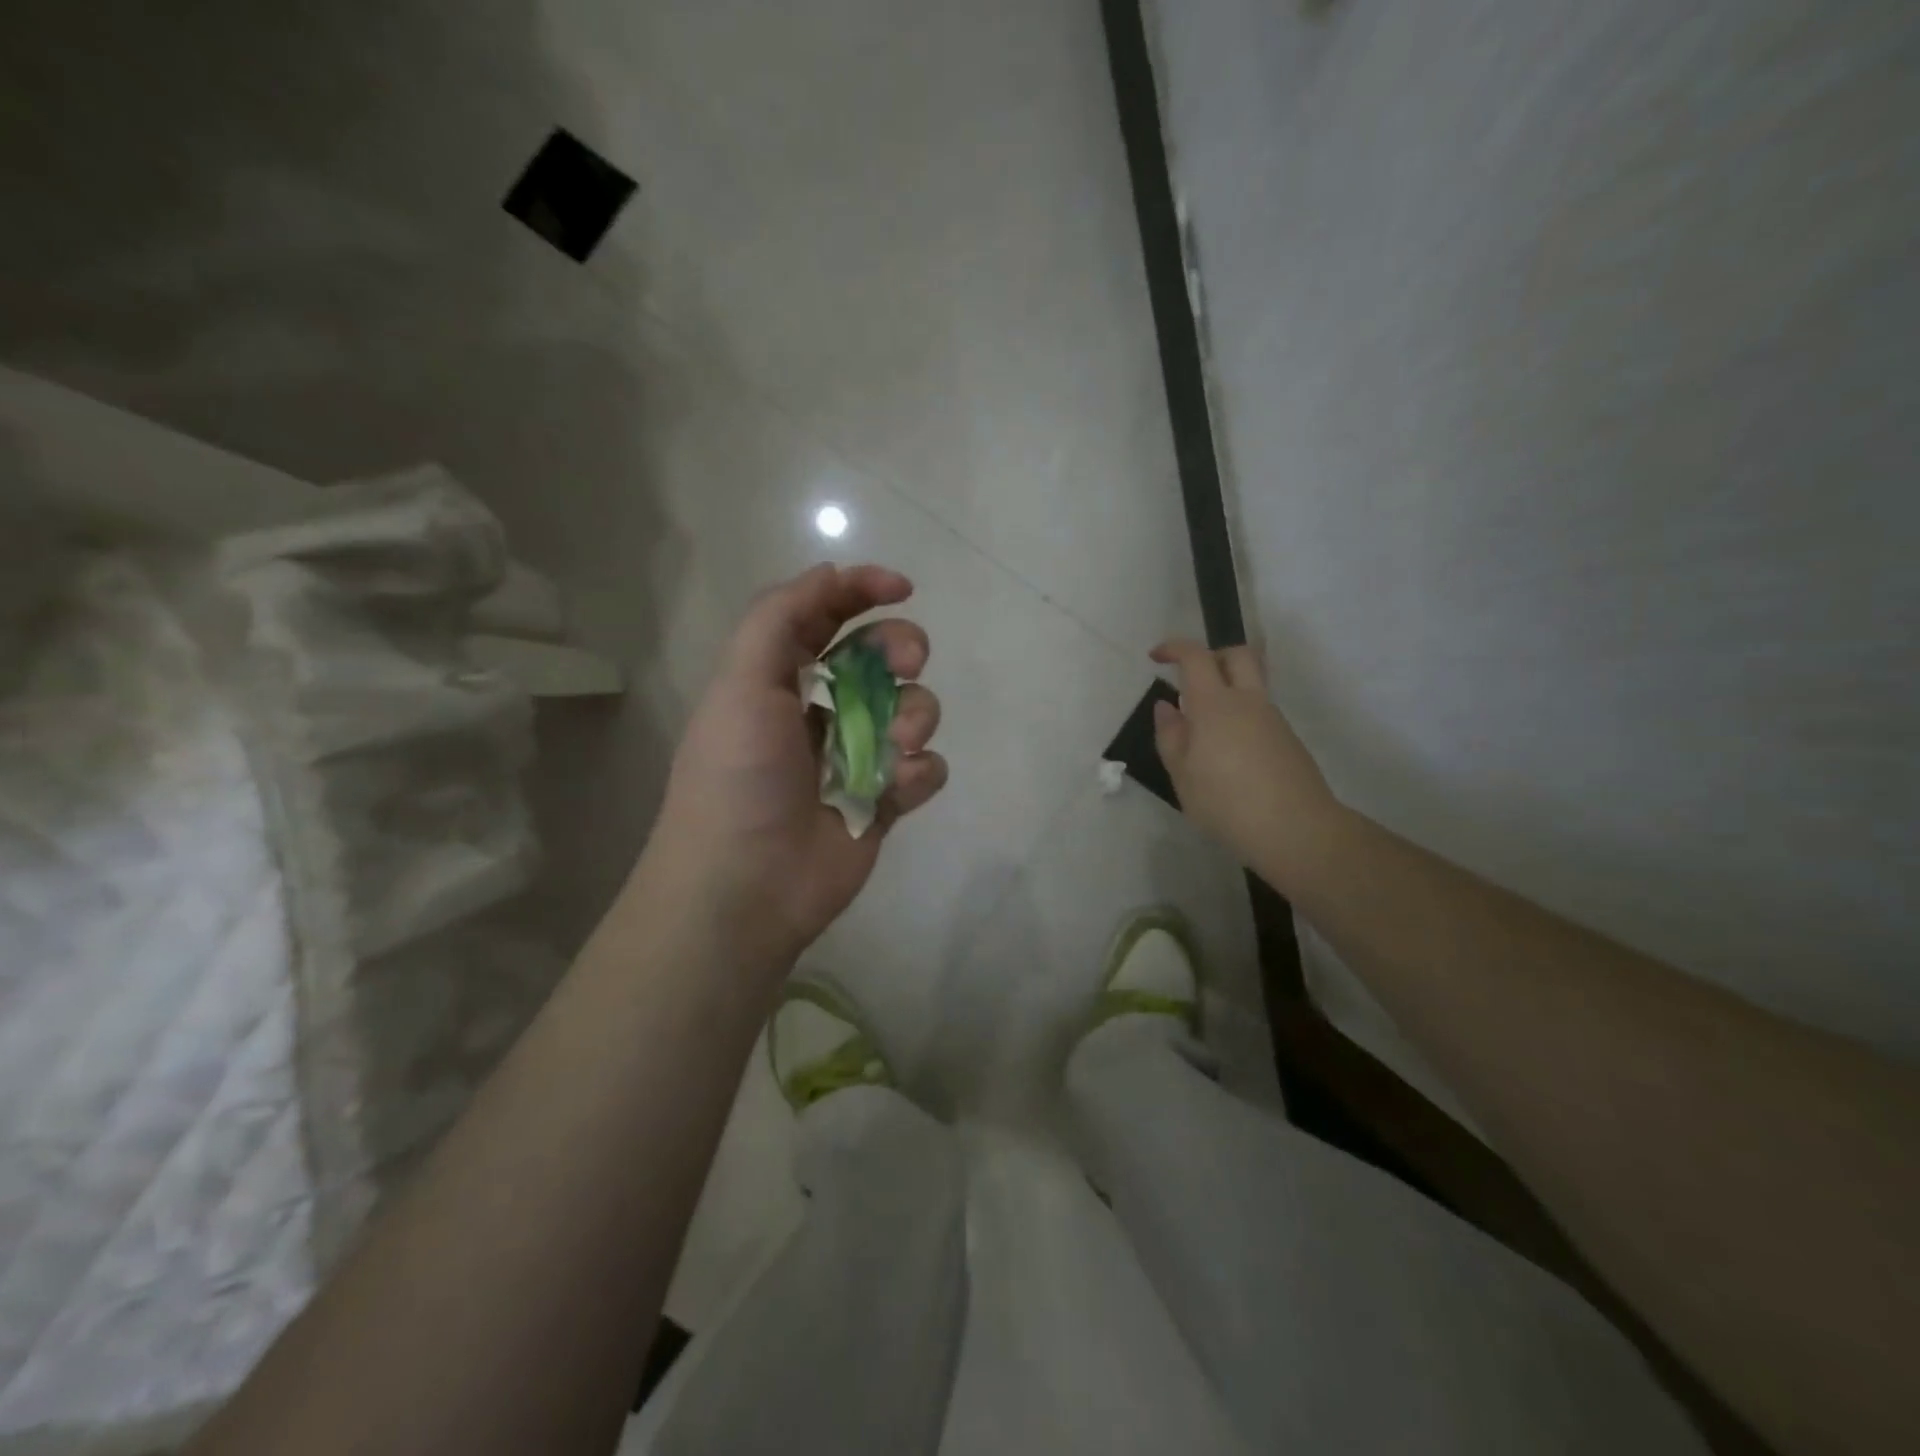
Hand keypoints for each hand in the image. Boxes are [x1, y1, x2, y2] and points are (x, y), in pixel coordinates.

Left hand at [639, 564, 947, 969]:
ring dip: (914, 717)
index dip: (862, 591)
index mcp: (780, 679)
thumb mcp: (742, 682)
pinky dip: (918, 773)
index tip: (902, 588)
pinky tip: (892, 792)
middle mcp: (822, 711)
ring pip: (914, 710)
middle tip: (907, 663)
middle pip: (881, 657)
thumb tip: (830, 574)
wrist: (746, 884)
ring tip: (893, 747)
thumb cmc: (738, 776)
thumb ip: (781, 617)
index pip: (826, 617)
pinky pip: (925, 768)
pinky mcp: (884, 802)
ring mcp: (858, 758)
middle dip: (902, 650)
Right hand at [1150, 638, 1342, 891]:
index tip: (1156, 657)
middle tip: (1191, 678)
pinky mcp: (1288, 739)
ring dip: (1227, 690)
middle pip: (1237, 655)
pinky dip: (1240, 717)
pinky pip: (1260, 712)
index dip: (1174, 648)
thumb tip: (1166, 706)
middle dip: (1212, 655)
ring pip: (1251, 685)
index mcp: (1215, 705)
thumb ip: (1171, 735)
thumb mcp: (1182, 774)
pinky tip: (1229, 755)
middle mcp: (1248, 701)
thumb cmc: (1226, 803)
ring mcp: (1273, 719)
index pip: (1196, 656)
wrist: (1296, 829)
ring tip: (1204, 731)